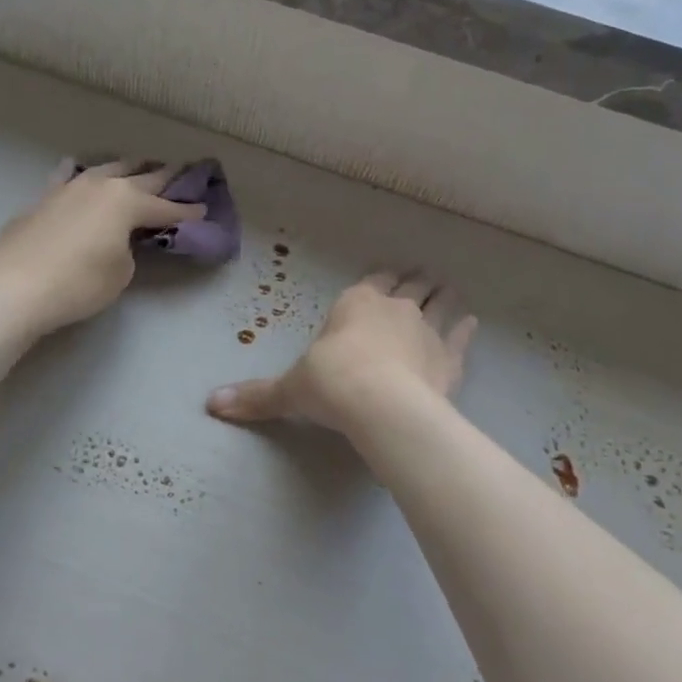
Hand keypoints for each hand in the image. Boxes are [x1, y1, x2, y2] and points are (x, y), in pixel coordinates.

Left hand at [0, 159, 207, 336]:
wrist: (14, 285)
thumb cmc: (79, 282)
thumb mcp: (120, 273)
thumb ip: (128, 249)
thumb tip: (118, 240)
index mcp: (127, 202)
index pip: (166, 208)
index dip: (186, 211)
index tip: (203, 209)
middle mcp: (101, 186)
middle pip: (140, 177)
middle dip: (163, 176)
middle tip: (181, 170)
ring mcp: (70, 188)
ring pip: (106, 169)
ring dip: (126, 168)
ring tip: (138, 166)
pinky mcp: (44, 198)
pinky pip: (69, 177)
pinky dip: (81, 174)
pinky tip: (78, 170)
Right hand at [206, 271, 476, 434]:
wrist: (380, 405)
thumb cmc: (330, 384)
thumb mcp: (289, 390)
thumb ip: (255, 396)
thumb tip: (211, 405)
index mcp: (356, 302)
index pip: (372, 281)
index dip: (381, 278)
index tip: (388, 276)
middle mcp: (394, 307)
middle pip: (410, 286)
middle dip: (415, 281)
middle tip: (422, 277)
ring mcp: (426, 329)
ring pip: (439, 303)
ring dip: (443, 296)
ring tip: (449, 290)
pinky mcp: (449, 358)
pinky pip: (460, 337)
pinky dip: (465, 329)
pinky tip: (470, 323)